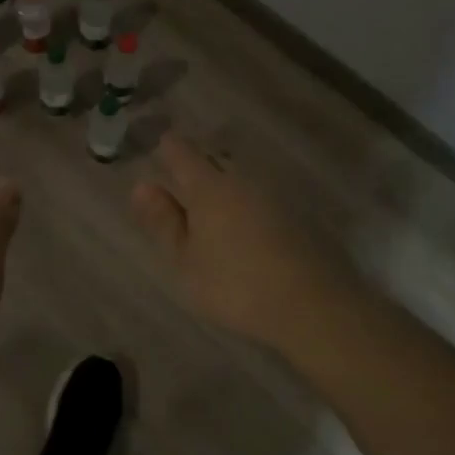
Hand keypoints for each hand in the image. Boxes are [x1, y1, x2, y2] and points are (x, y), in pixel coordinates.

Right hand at [131, 133, 356, 350]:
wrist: (313, 306)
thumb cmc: (235, 285)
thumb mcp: (186, 261)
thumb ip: (164, 222)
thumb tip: (142, 186)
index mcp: (209, 187)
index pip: (181, 152)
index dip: (167, 148)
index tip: (158, 150)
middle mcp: (242, 179)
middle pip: (215, 158)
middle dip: (197, 162)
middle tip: (182, 176)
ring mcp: (274, 194)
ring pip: (241, 176)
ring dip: (225, 181)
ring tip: (212, 203)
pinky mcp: (299, 214)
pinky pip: (263, 195)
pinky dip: (248, 201)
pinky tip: (246, 224)